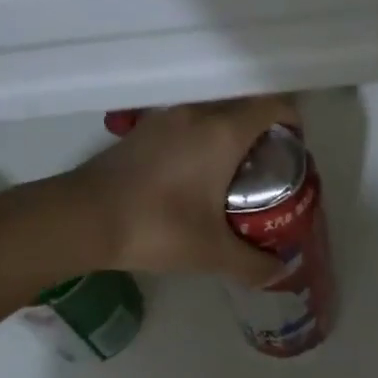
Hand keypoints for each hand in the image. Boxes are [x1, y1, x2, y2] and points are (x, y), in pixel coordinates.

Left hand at [70, 96, 298, 286]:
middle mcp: (198, 112)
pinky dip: (203, 137)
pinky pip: (188, 121)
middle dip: (264, 130)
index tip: (295, 148)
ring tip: (233, 171)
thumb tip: (278, 272)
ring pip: (214, 111)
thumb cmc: (157, 226)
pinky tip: (195, 174)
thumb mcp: (211, 252)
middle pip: (245, 105)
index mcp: (223, 131)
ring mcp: (167, 116)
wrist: (83, 217)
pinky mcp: (144, 128)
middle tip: (269, 166)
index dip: (292, 121)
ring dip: (230, 132)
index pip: (272, 105)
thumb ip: (252, 263)